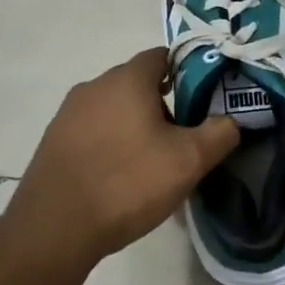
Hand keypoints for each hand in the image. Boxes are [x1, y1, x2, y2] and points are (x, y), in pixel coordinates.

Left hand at [7, 49, 239, 271]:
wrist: (54, 229)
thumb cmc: (127, 183)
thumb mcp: (189, 160)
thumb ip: (220, 133)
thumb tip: (231, 120)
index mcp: (127, 79)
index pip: (162, 55)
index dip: (187, 72)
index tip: (203, 99)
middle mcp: (94, 86)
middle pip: (138, 83)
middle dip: (162, 103)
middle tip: (182, 137)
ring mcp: (68, 113)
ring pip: (114, 108)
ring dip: (134, 124)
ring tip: (151, 161)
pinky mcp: (53, 141)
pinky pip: (92, 131)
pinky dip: (110, 143)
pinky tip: (118, 176)